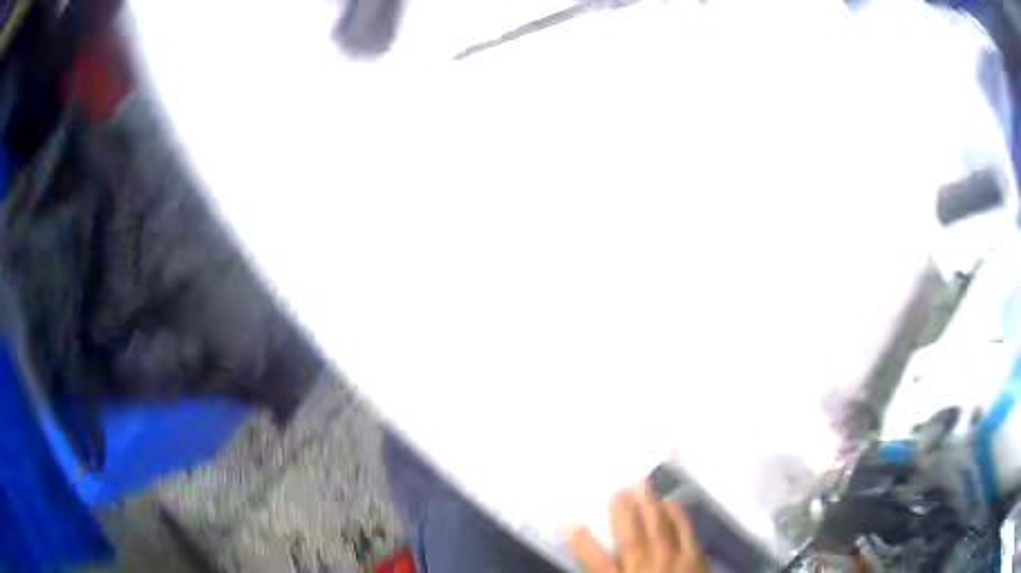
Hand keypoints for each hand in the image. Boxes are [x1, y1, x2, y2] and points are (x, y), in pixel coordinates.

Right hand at [568, 481, 708, 572]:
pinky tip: (672, 502)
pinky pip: (686, 530)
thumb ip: (606, 571)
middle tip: (617, 486)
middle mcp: (644, 566)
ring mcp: (673, 560)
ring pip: (658, 527)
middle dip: (622, 510)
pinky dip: (678, 515)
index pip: (593, 559)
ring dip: (649, 505)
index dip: (580, 539)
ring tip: (642, 484)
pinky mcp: (696, 557)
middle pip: (630, 535)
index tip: (570, 520)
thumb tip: (597, 563)